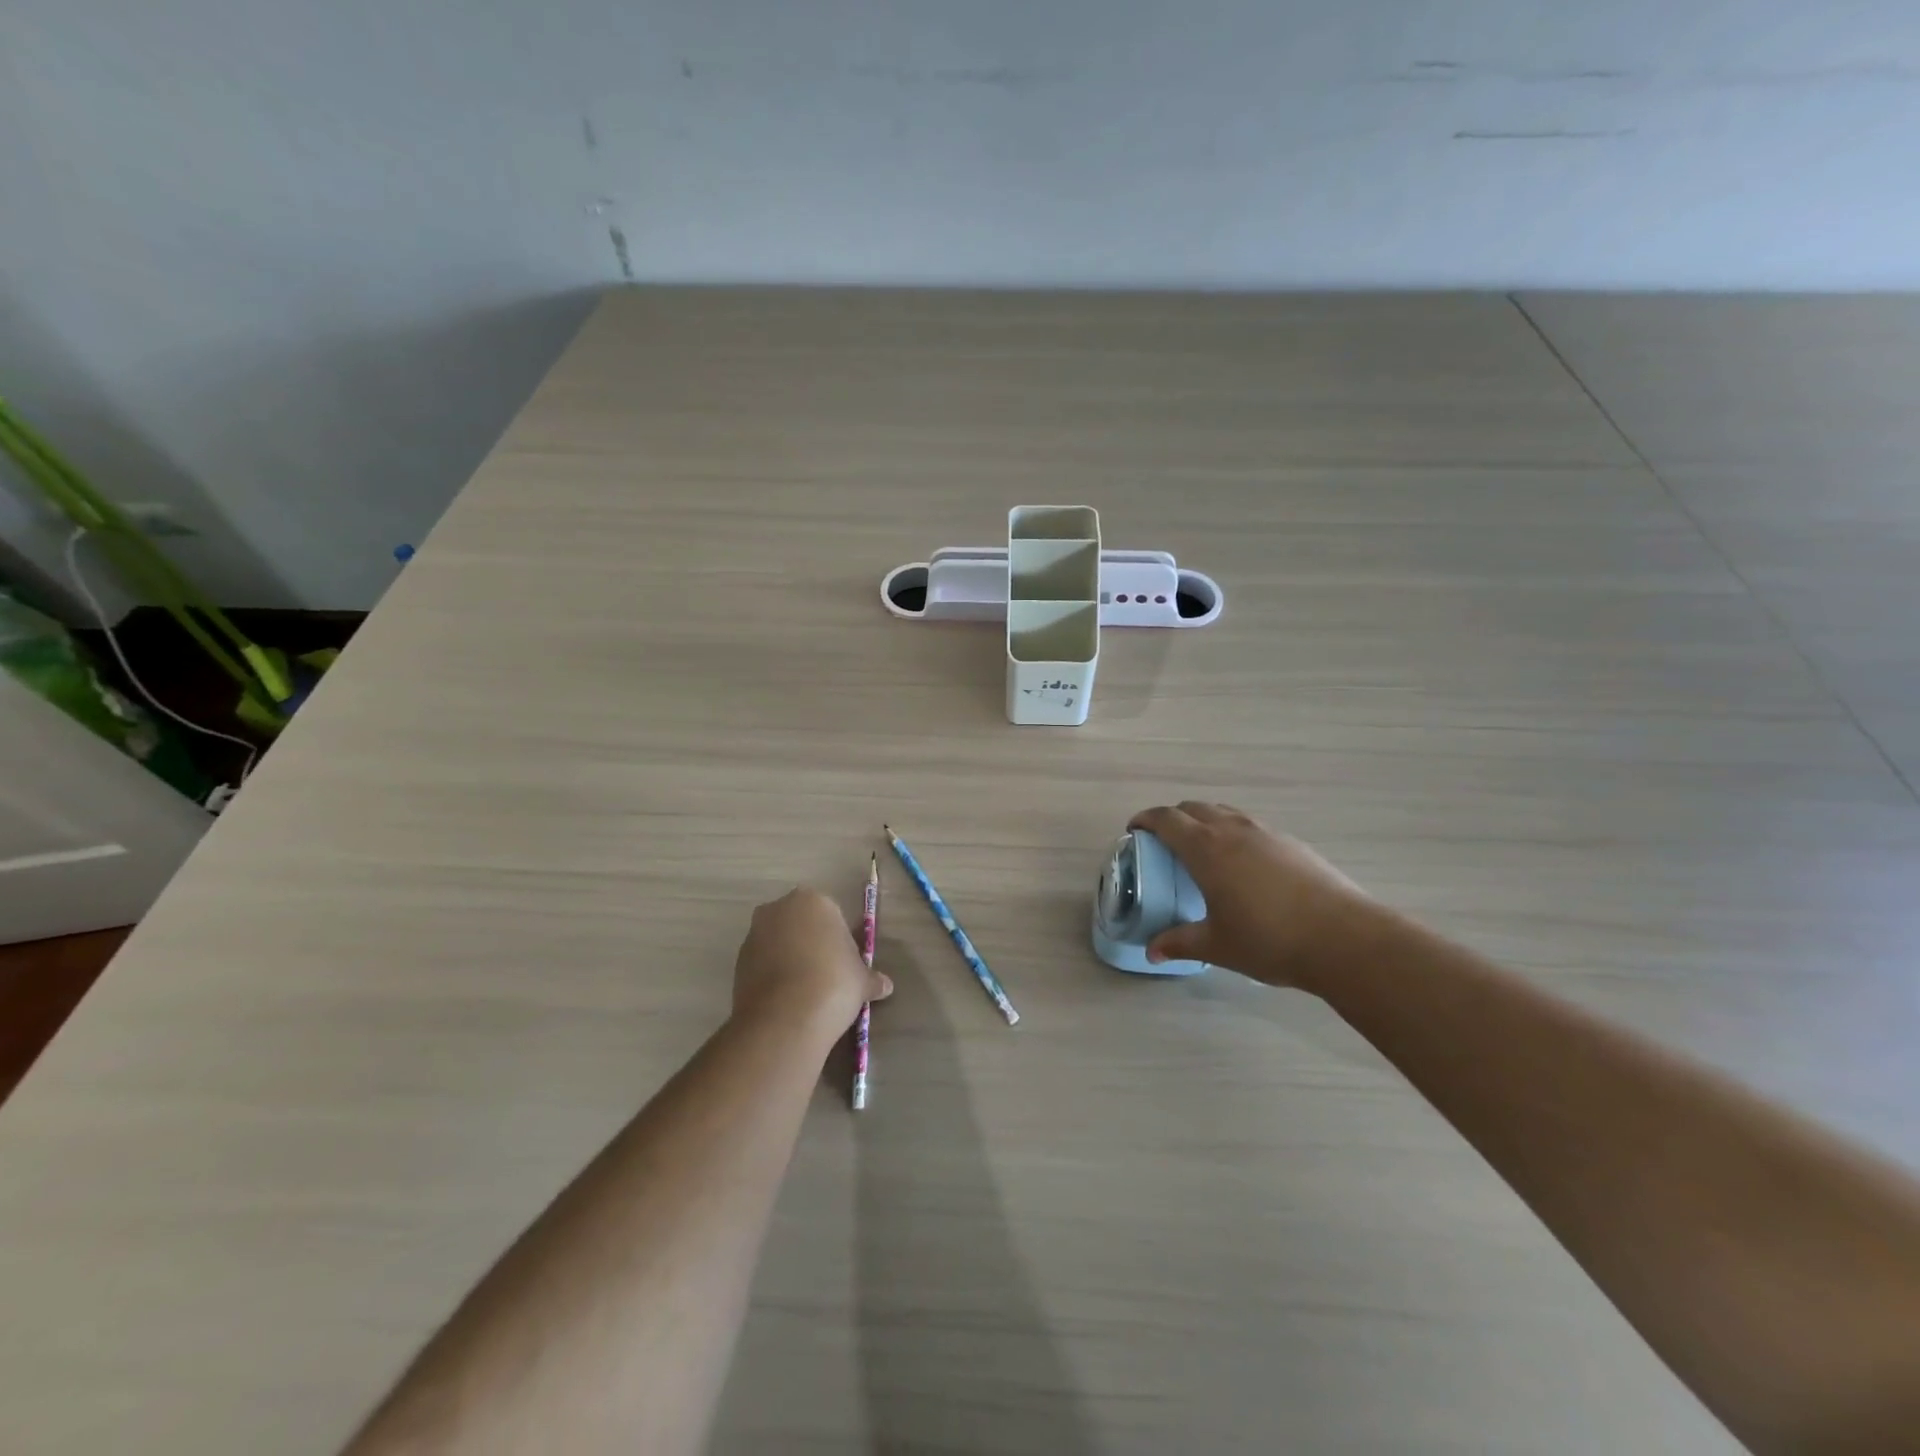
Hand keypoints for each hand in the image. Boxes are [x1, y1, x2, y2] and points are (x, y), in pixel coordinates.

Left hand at [731, 888, 892, 1041]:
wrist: (786, 1018)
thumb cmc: (834, 984)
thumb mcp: (863, 981)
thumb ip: (872, 978)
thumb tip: (885, 986)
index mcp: (814, 901)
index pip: (831, 914)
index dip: (839, 939)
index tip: (844, 963)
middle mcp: (779, 909)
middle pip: (800, 923)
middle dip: (810, 942)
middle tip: (826, 974)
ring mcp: (754, 934)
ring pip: (778, 942)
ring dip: (789, 958)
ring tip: (804, 991)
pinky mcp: (738, 961)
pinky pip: (762, 963)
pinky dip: (772, 975)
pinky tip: (786, 999)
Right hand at [1127, 803, 1375, 992]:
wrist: (1343, 938)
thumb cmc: (1269, 939)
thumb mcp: (1217, 946)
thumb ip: (1180, 943)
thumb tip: (1152, 951)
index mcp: (1206, 849)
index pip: (1166, 819)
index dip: (1145, 820)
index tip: (1134, 831)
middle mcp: (1233, 830)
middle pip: (1194, 808)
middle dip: (1173, 819)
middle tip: (1164, 842)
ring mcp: (1266, 832)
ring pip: (1224, 812)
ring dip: (1205, 821)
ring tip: (1202, 850)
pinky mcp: (1292, 842)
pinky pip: (1250, 825)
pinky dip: (1234, 832)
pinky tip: (1243, 864)